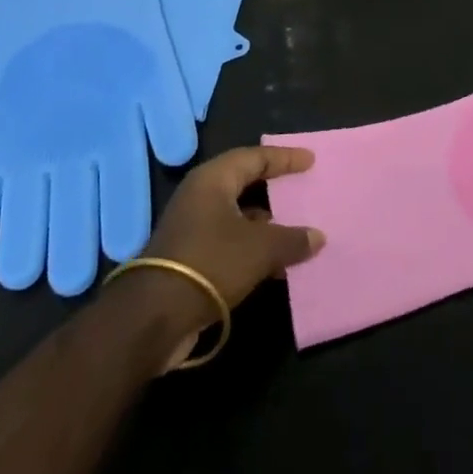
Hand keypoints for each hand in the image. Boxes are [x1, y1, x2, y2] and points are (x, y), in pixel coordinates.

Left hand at [136, 146, 325, 362]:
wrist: (154, 317)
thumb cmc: (211, 262)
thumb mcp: (260, 249)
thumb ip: (292, 239)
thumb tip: (317, 236)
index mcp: (213, 180)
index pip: (255, 157)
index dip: (285, 158)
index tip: (310, 160)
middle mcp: (200, 196)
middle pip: (244, 183)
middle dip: (274, 187)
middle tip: (302, 187)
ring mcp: (192, 227)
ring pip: (237, 215)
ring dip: (266, 223)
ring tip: (298, 229)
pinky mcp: (190, 257)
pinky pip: (230, 241)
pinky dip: (254, 247)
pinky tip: (277, 263)